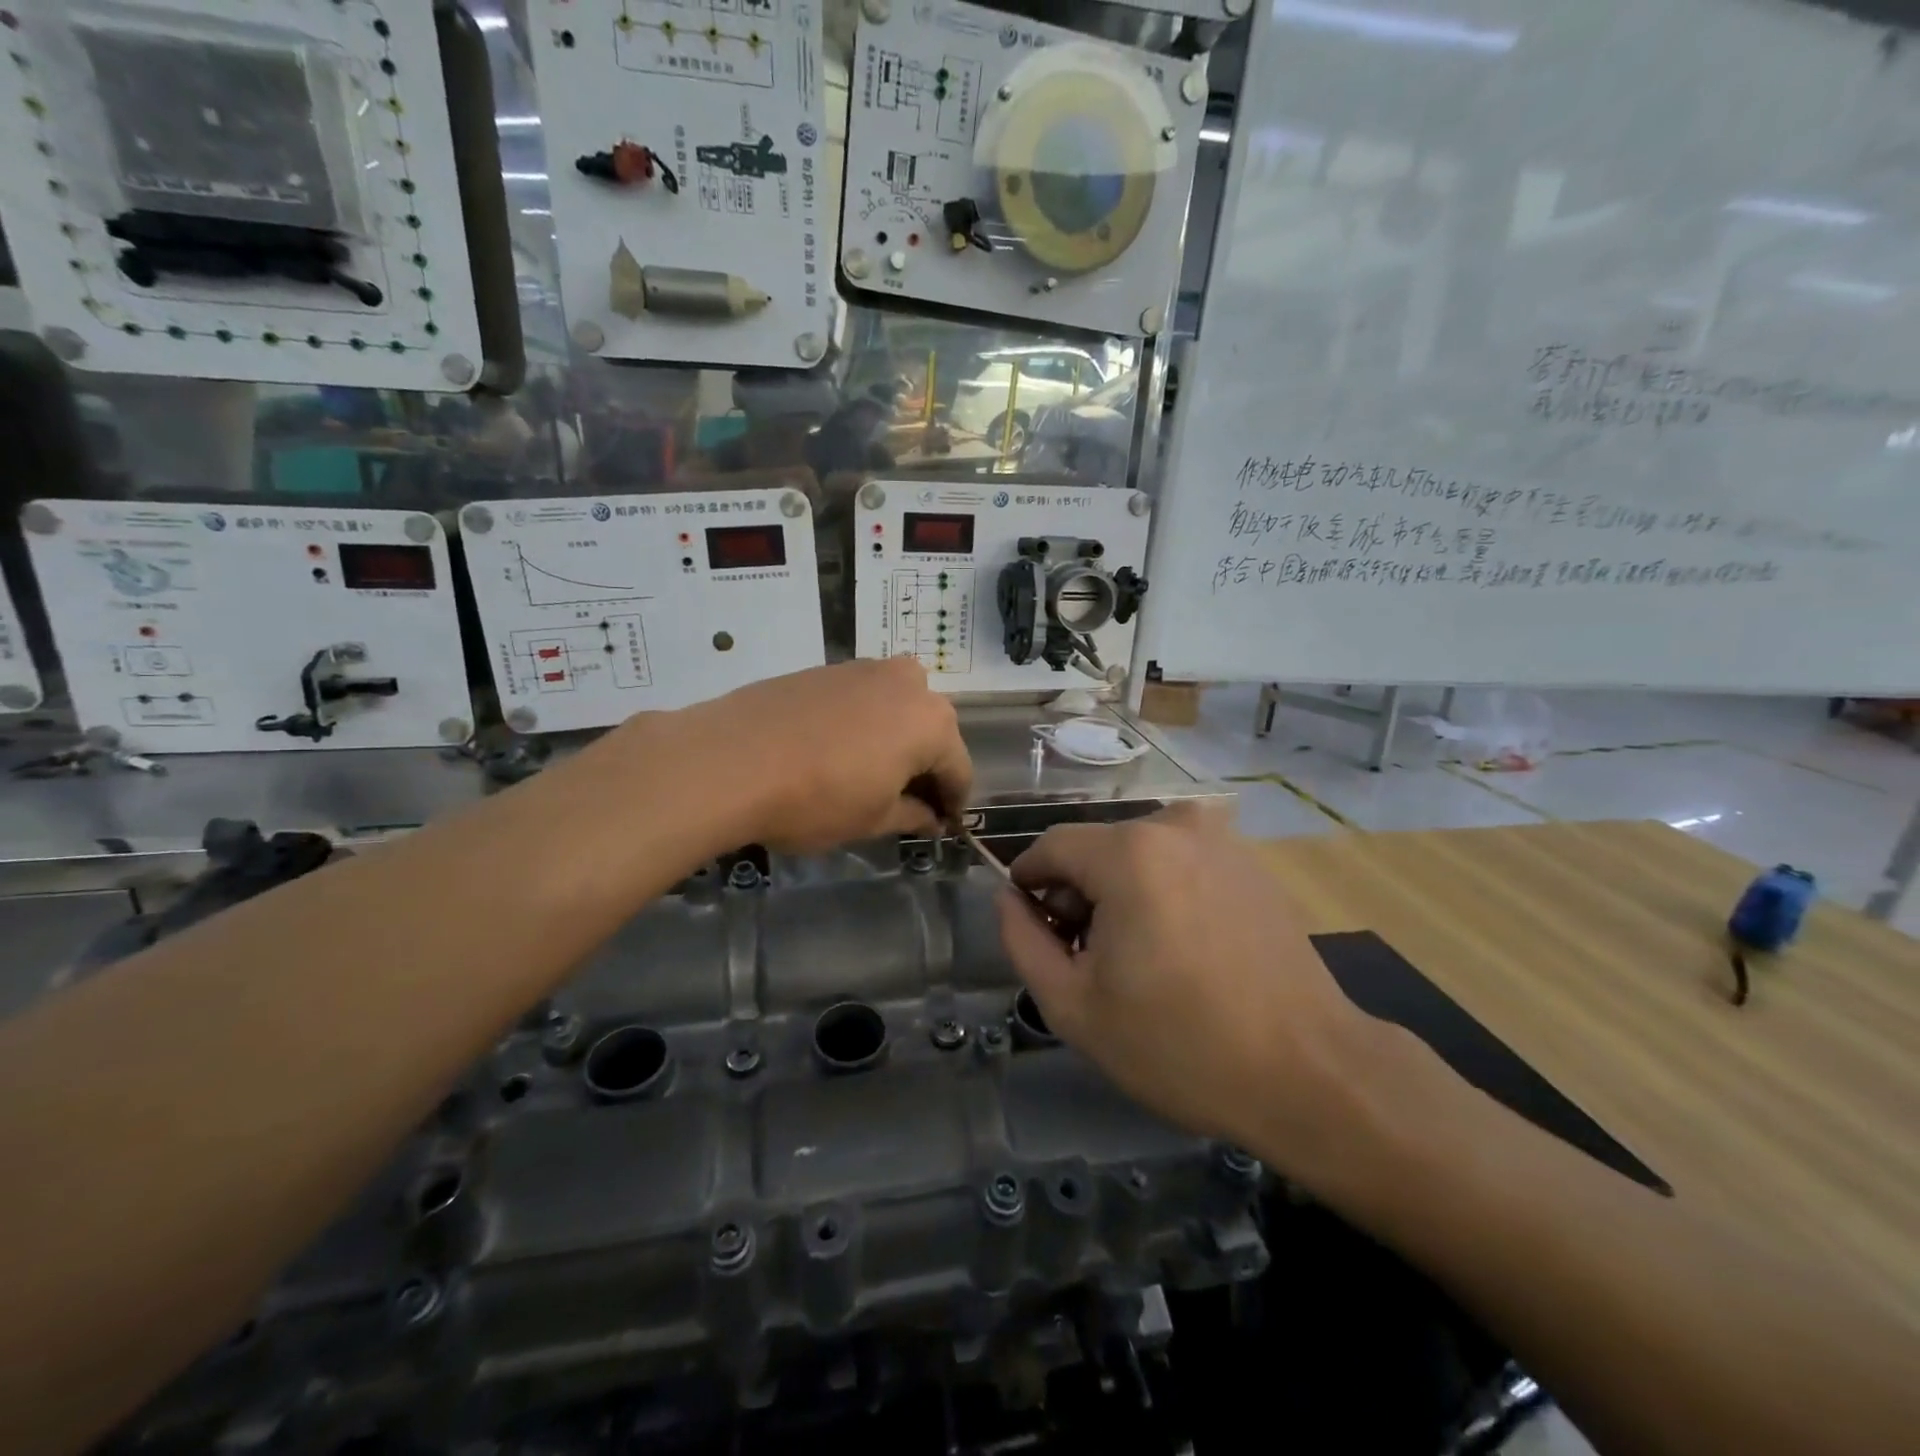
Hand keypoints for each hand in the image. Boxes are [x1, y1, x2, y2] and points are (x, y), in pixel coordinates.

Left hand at [680, 658, 971, 852]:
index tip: (943, 826)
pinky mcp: (826, 668)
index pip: (959, 769)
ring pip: (897, 708)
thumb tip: (931, 818)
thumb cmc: (817, 799)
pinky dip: (863, 723)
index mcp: (932, 722)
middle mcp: (908, 684)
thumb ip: (912, 815)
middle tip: (907, 802)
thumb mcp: (873, 819)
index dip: (953, 803)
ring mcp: (864, 669)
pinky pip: (862, 698)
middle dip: (925, 766)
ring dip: (896, 739)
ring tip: (871, 773)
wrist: (730, 760)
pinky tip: (836, 750)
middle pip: (932, 731)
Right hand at [998, 804, 1382, 1171]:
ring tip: (1136, 959)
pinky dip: (1163, 893)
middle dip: (1077, 894)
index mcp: (1129, 852)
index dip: (1029, 882)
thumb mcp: (1074, 1006)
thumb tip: (1008, 898)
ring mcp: (1222, 841)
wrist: (1308, 1072)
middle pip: (1097, 849)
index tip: (1030, 925)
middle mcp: (1176, 827)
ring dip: (1121, 894)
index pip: (1052, 846)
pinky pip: (1181, 865)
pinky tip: (1181, 950)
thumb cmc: (1180, 1044)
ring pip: (1140, 855)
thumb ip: (1023, 941)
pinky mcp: (1251, 865)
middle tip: (1085, 959)